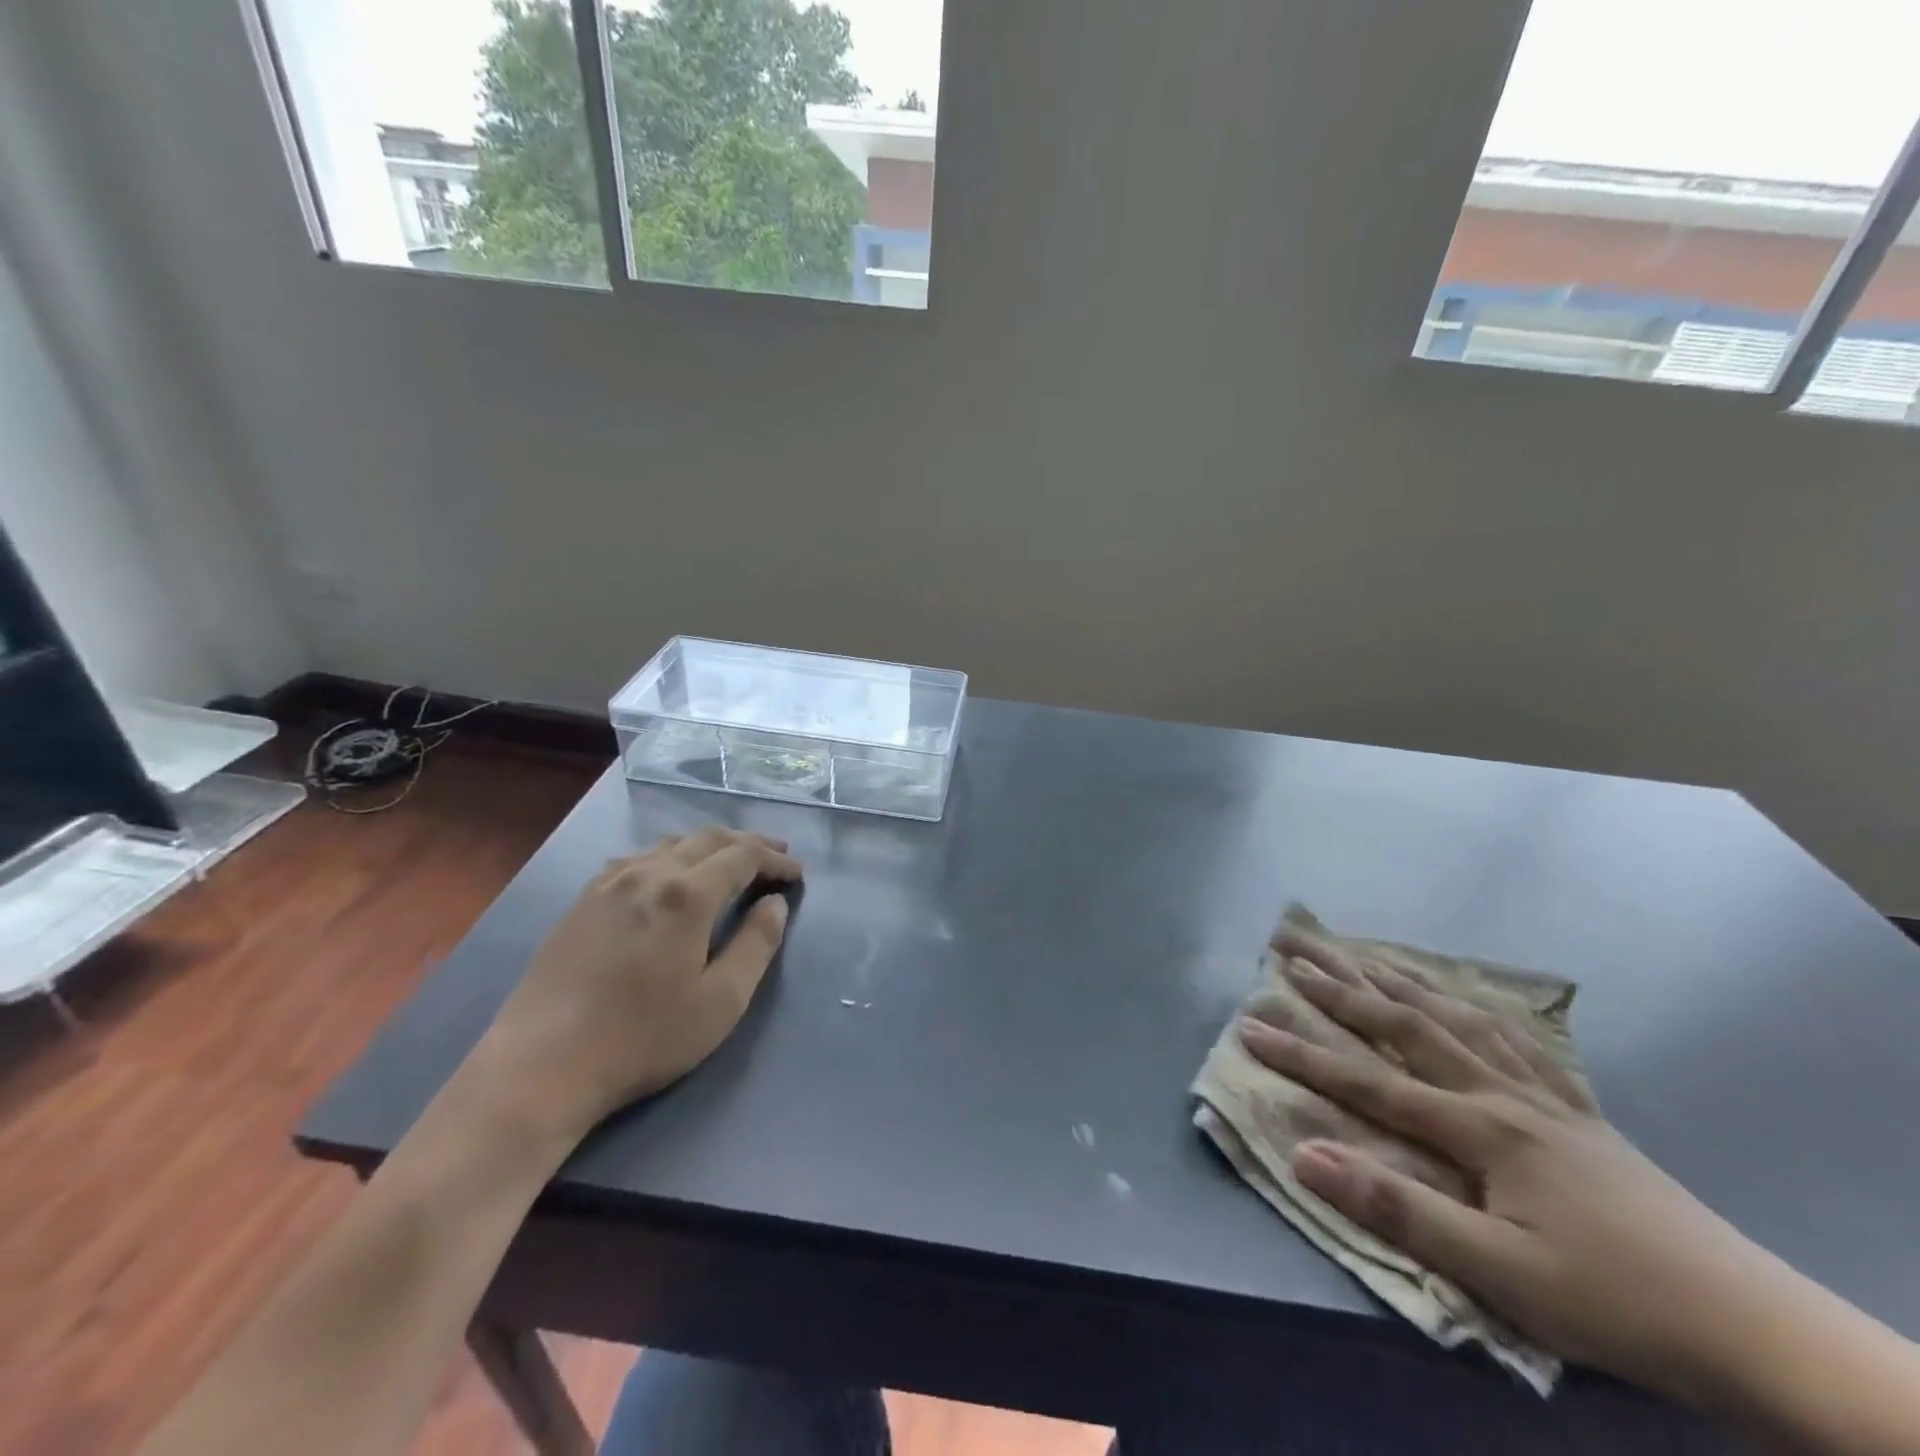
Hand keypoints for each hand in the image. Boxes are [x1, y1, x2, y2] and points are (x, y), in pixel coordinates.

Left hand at [467, 829, 800, 1147]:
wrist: (540, 1066)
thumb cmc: (642, 1038)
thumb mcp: (720, 1002)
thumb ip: (757, 944)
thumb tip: (775, 903)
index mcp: (687, 894)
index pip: (743, 856)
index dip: (776, 859)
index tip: (797, 874)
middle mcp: (649, 873)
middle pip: (709, 839)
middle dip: (749, 844)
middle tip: (776, 857)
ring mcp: (610, 882)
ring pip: (671, 844)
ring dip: (710, 846)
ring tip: (730, 863)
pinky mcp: (583, 899)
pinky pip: (638, 858)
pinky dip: (670, 856)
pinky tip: (671, 877)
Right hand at [1238, 942, 1781, 1401]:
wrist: (1755, 1326)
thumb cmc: (1615, 1302)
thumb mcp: (1501, 1275)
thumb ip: (1400, 1210)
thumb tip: (1306, 1155)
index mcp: (1480, 1126)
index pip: (1368, 1080)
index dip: (1303, 1052)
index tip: (1248, 1023)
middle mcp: (1502, 1091)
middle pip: (1405, 1022)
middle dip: (1341, 983)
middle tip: (1291, 945)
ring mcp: (1543, 1092)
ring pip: (1455, 1015)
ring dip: (1398, 979)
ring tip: (1358, 951)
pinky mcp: (1577, 1108)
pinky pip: (1513, 1035)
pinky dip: (1473, 1003)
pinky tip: (1461, 995)